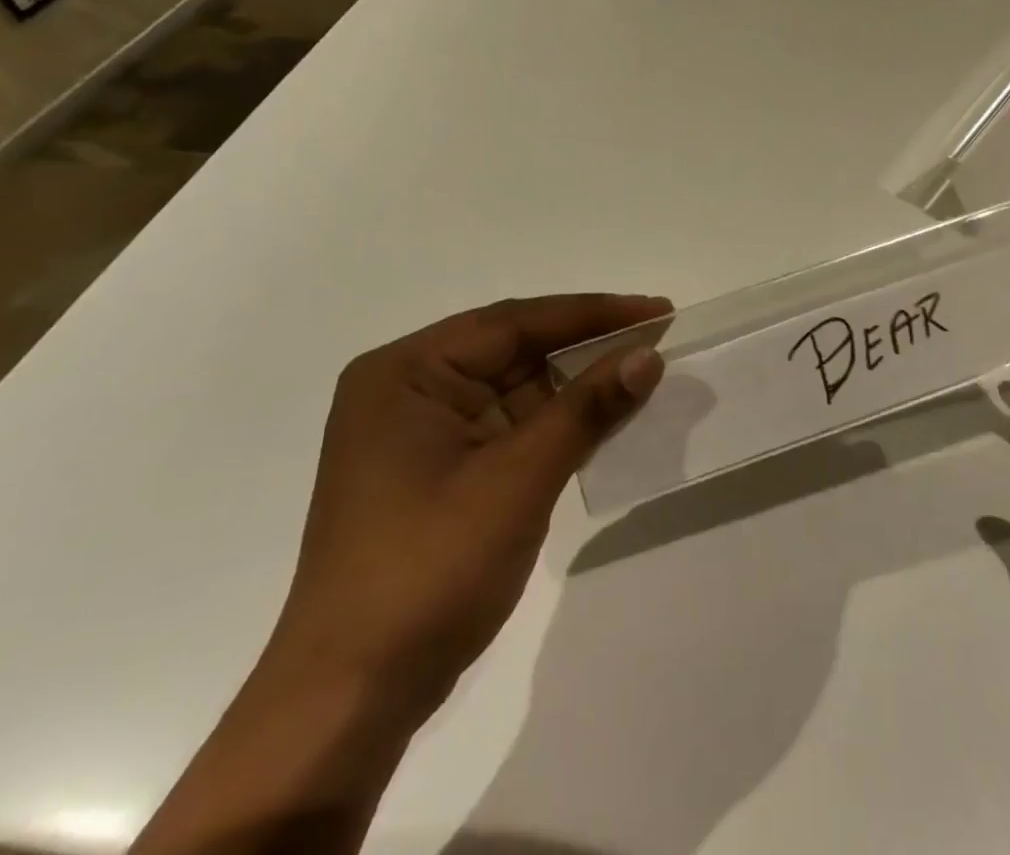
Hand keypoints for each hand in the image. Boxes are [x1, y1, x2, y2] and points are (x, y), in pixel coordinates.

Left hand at [132, 294, 670, 854]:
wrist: (351, 700)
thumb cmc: (428, 570)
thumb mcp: (517, 480)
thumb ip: (585, 410)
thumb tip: (648, 356)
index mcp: (407, 373)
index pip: (514, 323)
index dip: (593, 313)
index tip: (656, 309)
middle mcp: (410, 389)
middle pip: (515, 348)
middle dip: (587, 345)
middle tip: (657, 333)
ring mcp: (424, 433)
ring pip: (518, 387)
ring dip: (578, 385)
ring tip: (644, 370)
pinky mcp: (441, 470)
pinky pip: (512, 426)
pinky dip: (559, 422)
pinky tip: (606, 416)